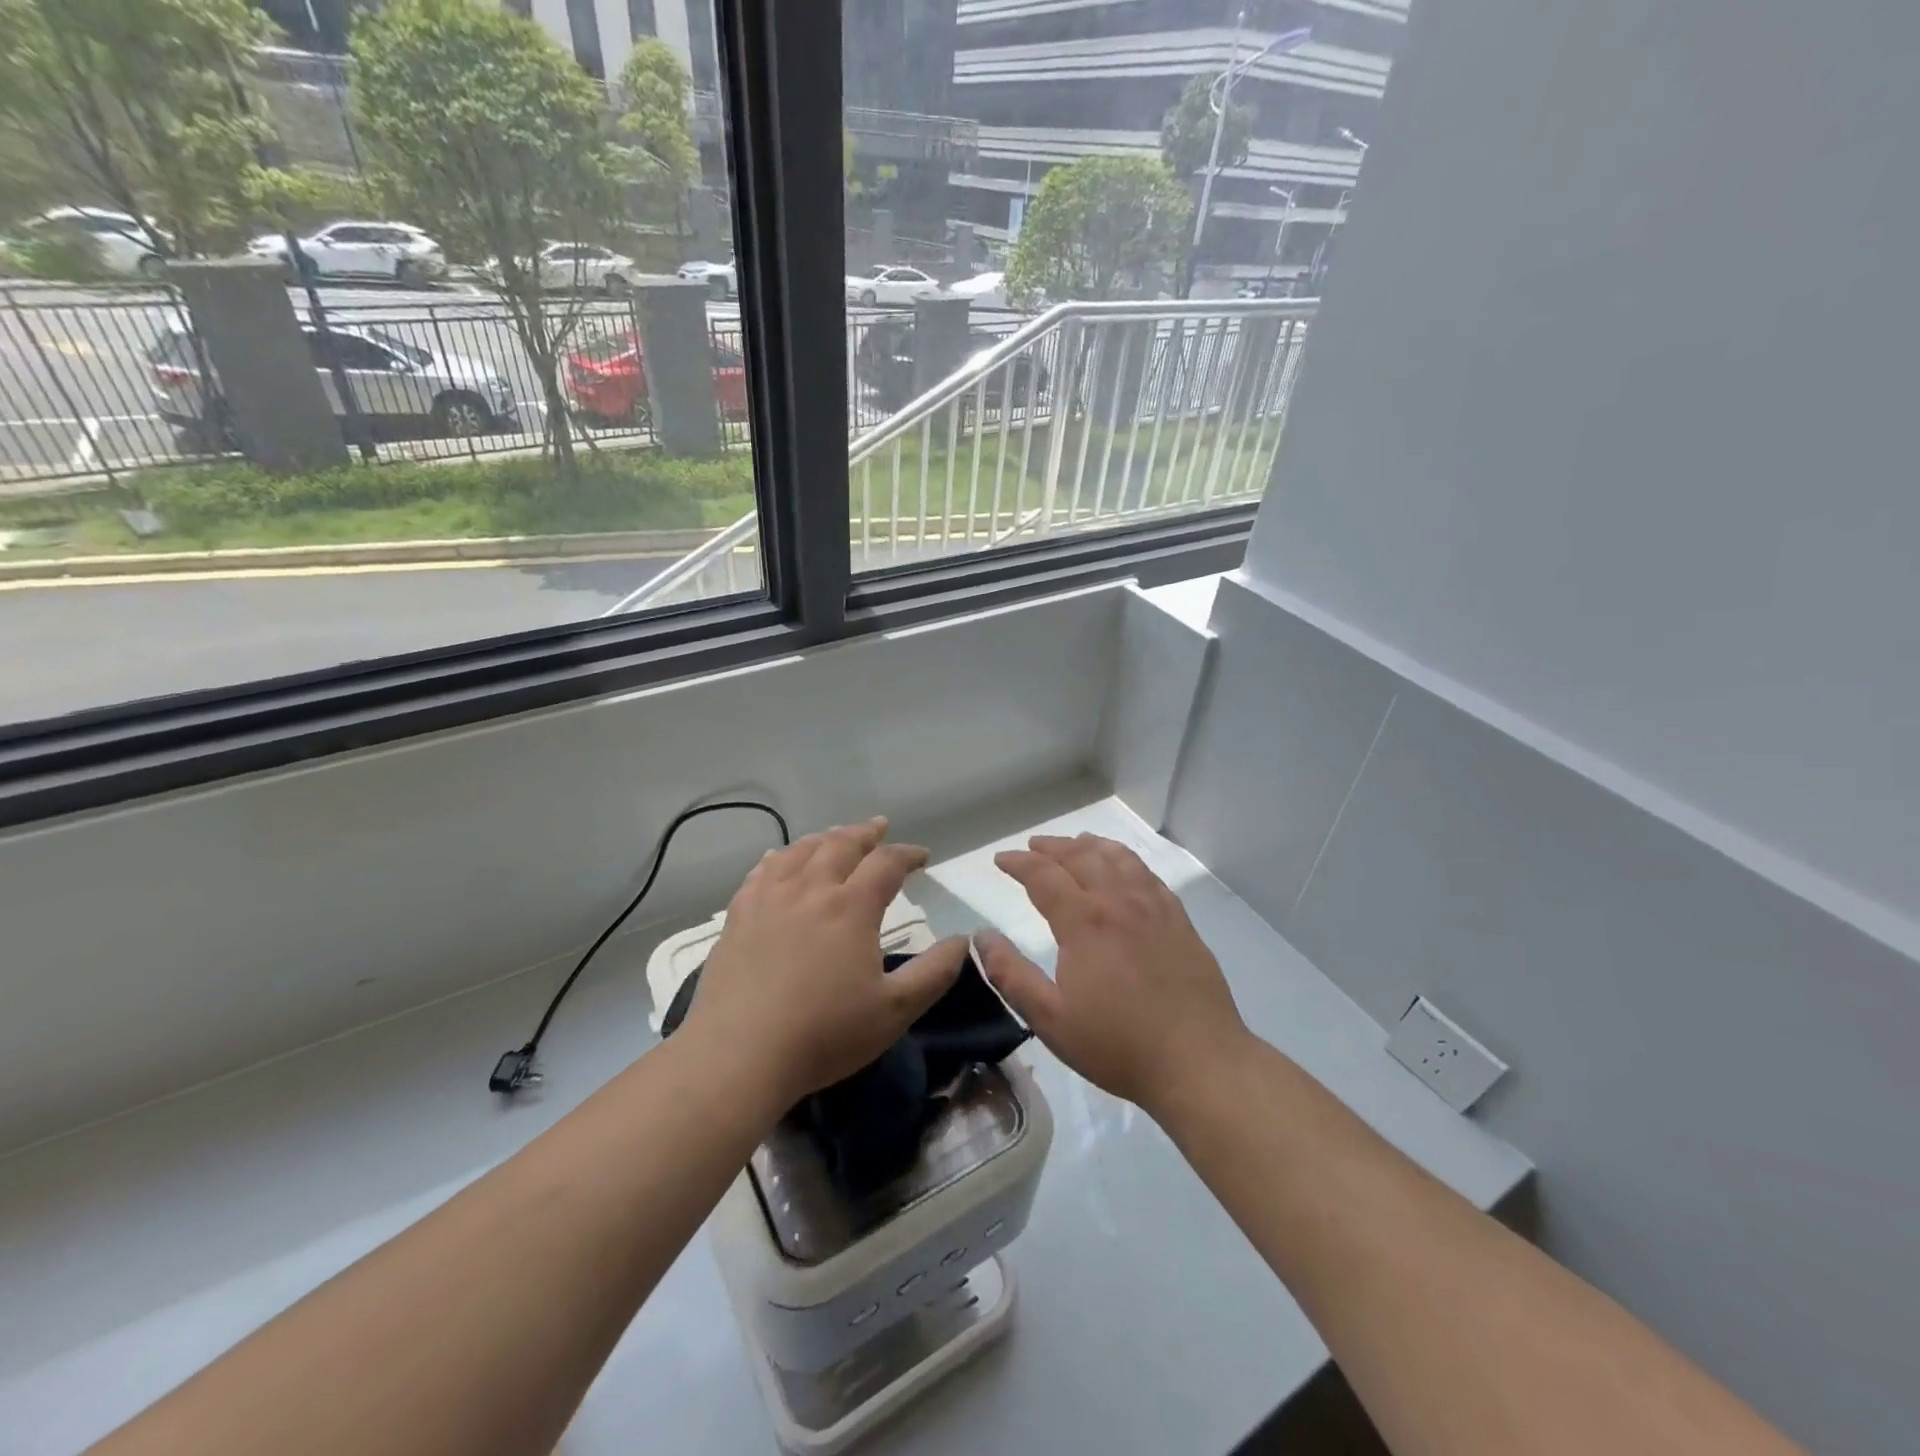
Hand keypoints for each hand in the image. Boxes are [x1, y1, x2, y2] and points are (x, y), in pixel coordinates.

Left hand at [683, 816, 969, 1109]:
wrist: (739, 1055)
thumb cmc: (824, 1034)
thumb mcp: (894, 1011)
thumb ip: (934, 973)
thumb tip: (963, 940)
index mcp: (851, 907)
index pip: (886, 863)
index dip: (908, 853)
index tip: (922, 856)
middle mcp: (811, 889)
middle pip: (841, 844)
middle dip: (866, 833)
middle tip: (879, 827)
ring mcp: (770, 899)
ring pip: (801, 851)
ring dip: (825, 838)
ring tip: (836, 836)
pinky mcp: (739, 915)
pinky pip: (762, 871)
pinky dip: (780, 857)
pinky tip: (781, 858)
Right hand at [978, 833, 1249, 1115]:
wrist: (1199, 1061)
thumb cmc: (1117, 1045)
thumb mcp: (1050, 1019)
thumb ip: (1011, 974)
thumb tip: (981, 937)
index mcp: (1084, 921)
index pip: (1044, 875)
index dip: (1019, 863)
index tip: (1001, 859)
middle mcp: (1119, 901)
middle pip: (1081, 857)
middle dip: (1052, 847)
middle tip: (1032, 846)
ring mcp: (1154, 907)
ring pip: (1118, 858)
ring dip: (1090, 845)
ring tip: (1076, 843)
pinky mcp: (1179, 920)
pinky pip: (1148, 874)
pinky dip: (1126, 859)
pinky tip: (1123, 868)